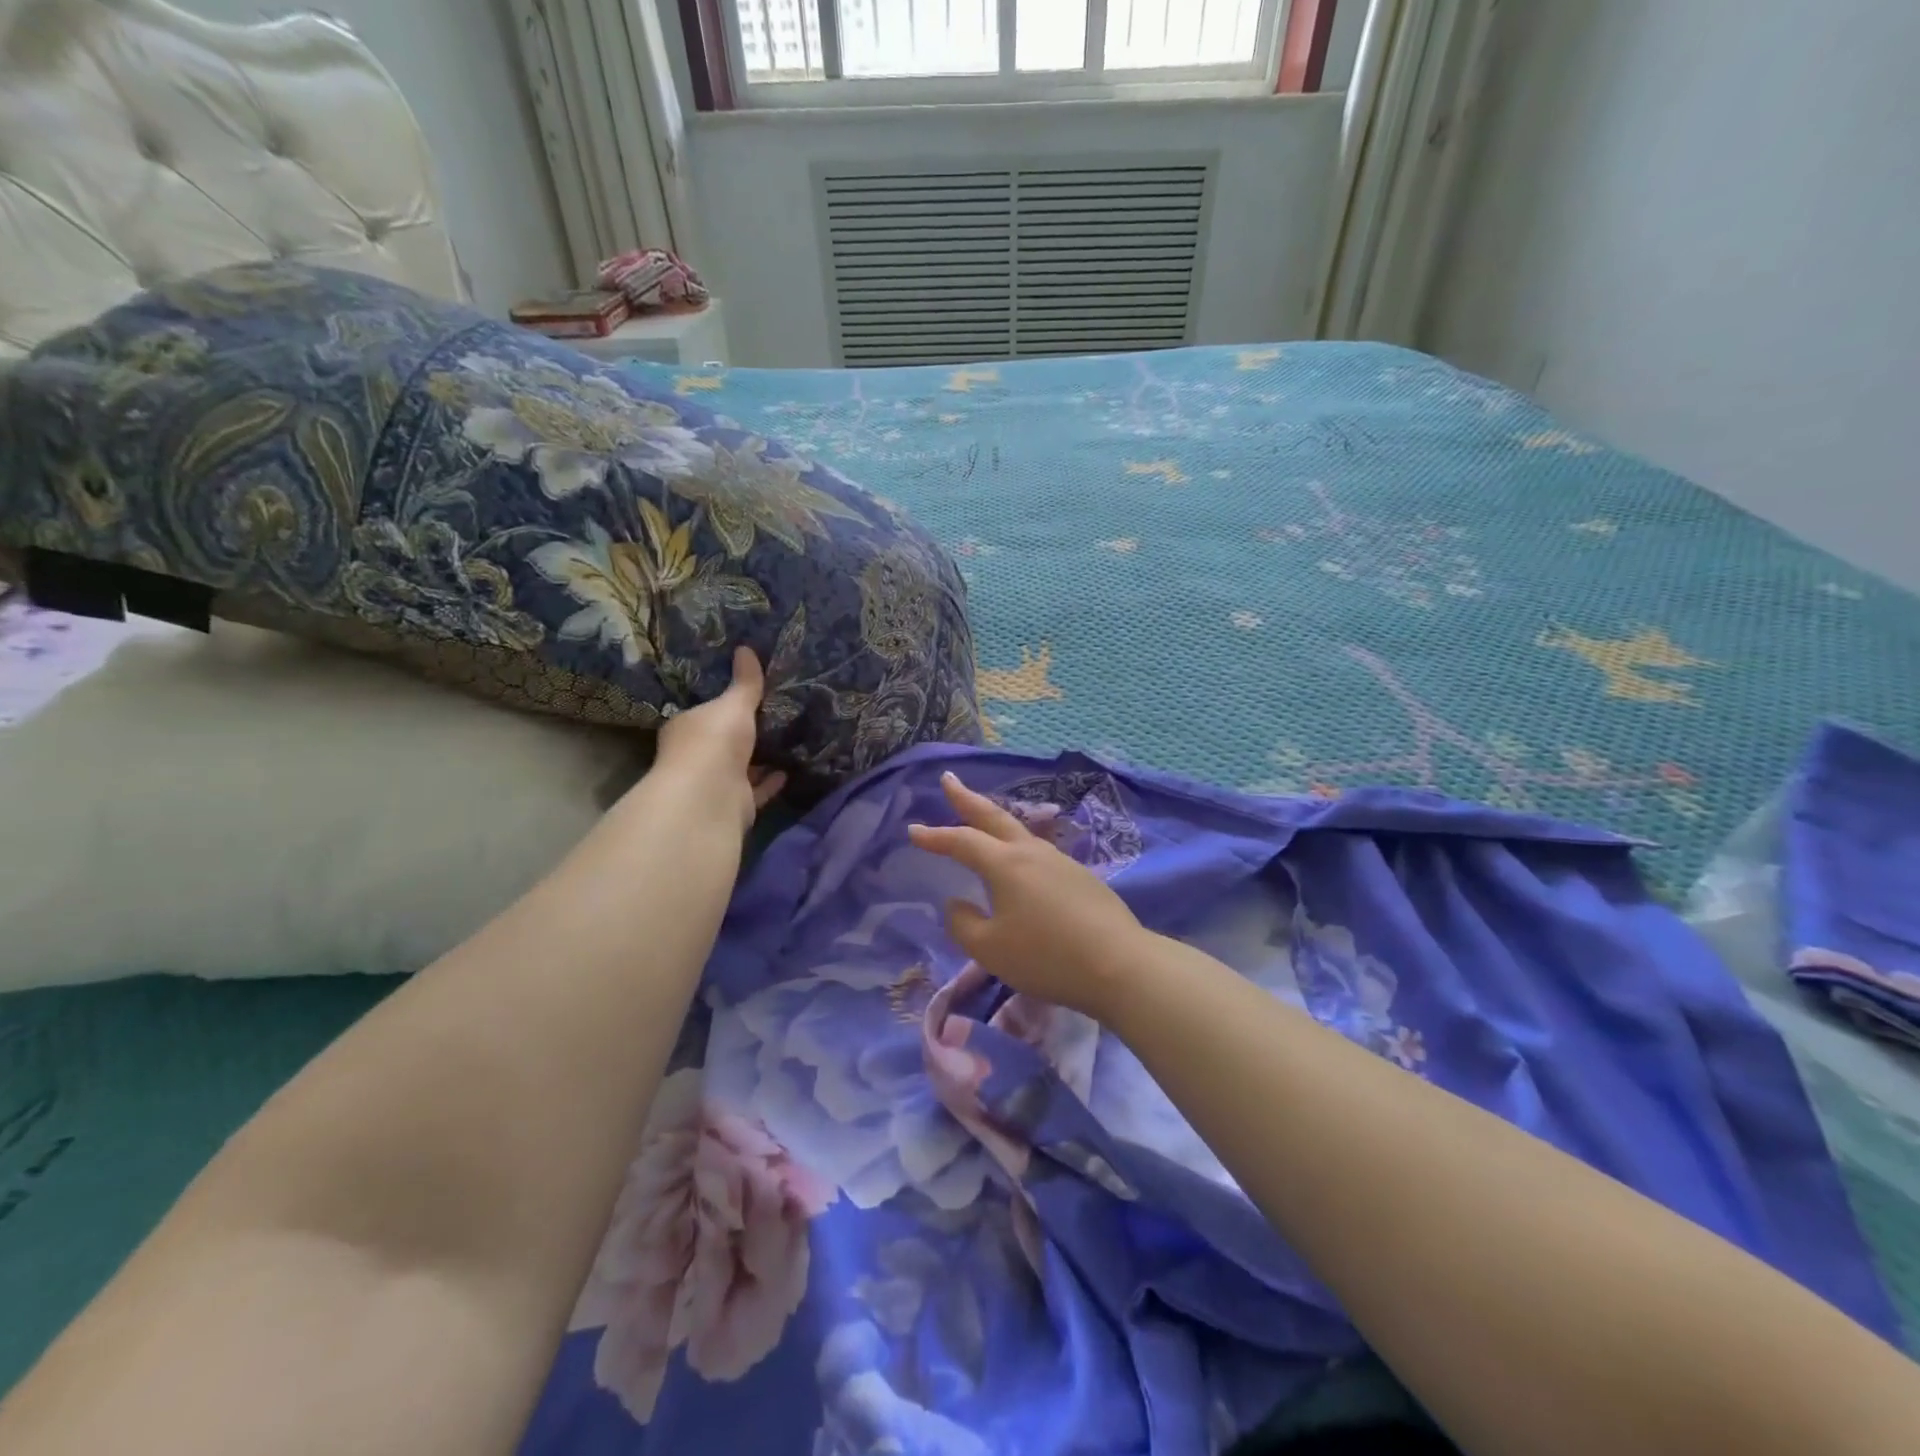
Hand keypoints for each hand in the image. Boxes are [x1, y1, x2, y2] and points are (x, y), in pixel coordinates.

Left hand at [650, 647, 785, 830]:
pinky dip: (770, 781)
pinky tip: (789, 770)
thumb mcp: (734, 704)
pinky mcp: (735, 803)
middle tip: (772, 718)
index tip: (744, 698)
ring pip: (740, 767)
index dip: (721, 706)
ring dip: (759, 759)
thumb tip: (745, 648)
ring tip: (786, 742)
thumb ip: (745, 683)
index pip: (703, 714)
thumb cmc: (715, 741)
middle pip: (722, 742)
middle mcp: (696, 756)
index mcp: (687, 728)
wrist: (712, 795)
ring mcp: (715, 782)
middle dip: (743, 734)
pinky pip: (756, 789)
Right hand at [908, 771, 1147, 1021]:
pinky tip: (1021, 862)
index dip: (935, 836)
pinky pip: (1038, 853)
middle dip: (967, 798)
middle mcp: (1032, 852)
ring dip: (995, 821)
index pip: (962, 841)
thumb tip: (958, 903)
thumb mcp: (990, 949)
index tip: (914, 829)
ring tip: (982, 820)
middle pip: (994, 817)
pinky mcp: (1081, 877)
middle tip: (948, 779)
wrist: (1119, 964)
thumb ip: (963, 924)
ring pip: (1020, 832)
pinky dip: (1018, 846)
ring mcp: (1060, 861)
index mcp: (1005, 864)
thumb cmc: (1046, 957)